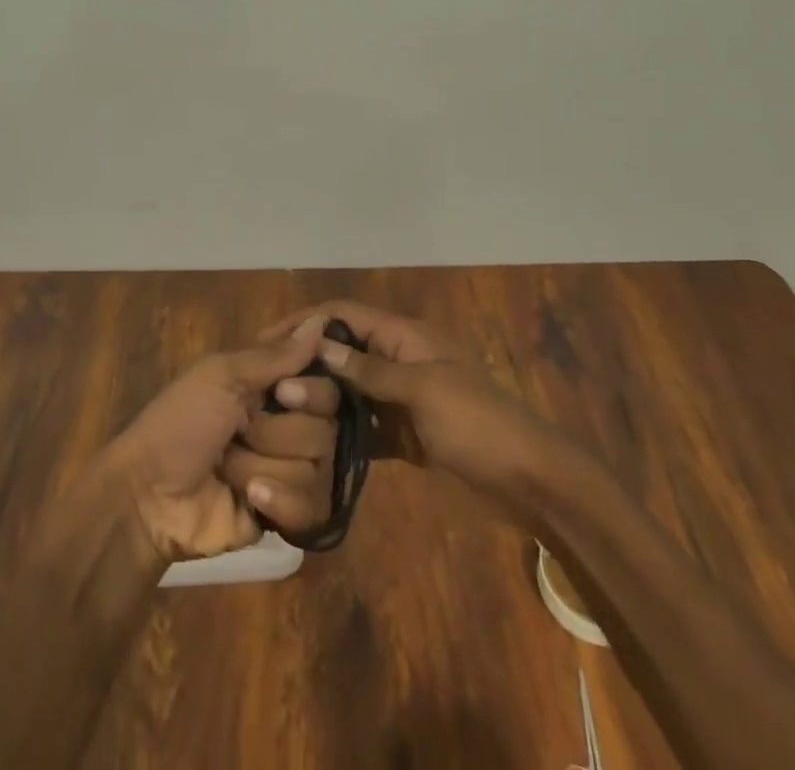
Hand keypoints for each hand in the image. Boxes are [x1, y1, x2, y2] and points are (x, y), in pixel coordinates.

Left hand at [101, 315, 340, 562]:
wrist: (150, 497)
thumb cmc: (180, 422)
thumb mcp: (221, 376)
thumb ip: (276, 355)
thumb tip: (323, 321)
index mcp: (272, 387)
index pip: (326, 382)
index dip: (312, 389)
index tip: (284, 392)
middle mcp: (288, 425)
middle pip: (326, 426)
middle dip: (279, 433)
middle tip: (242, 432)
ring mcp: (289, 472)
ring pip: (318, 466)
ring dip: (267, 467)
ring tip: (230, 470)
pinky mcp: (288, 515)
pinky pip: (313, 507)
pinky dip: (280, 502)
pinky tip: (251, 500)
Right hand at [261, 301, 563, 502]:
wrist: (529, 480)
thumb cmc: (477, 423)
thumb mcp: (424, 390)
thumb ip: (370, 371)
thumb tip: (319, 348)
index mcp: (404, 337)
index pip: (343, 315)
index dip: (305, 321)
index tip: (265, 341)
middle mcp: (397, 360)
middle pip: (341, 352)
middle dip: (305, 365)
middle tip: (265, 388)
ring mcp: (400, 398)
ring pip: (348, 390)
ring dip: (318, 400)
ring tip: (279, 417)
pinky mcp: (403, 434)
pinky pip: (362, 425)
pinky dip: (339, 431)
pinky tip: (310, 446)